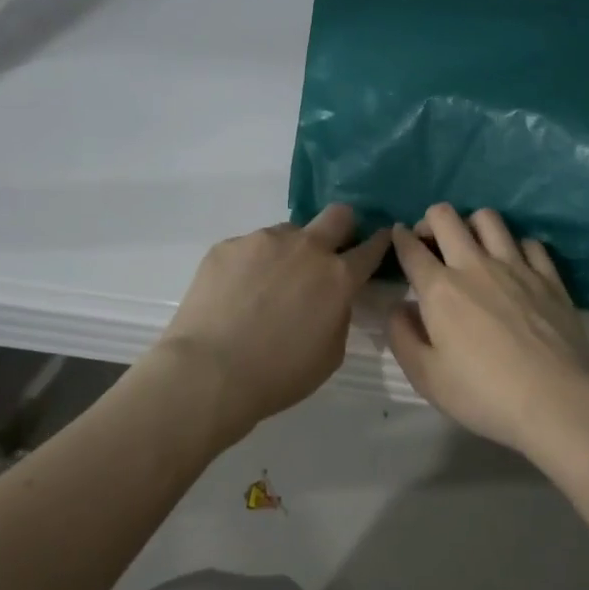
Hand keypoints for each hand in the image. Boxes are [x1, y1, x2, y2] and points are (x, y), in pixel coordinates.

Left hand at [157, 204, 390, 439]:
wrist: (209, 372)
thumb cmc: (278, 374)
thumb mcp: (330, 354)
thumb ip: (339, 315)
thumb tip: (332, 298)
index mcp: (338, 277)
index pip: (371, 247)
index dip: (379, 243)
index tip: (379, 242)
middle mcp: (306, 248)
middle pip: (338, 215)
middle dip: (342, 227)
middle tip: (328, 253)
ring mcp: (263, 241)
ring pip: (288, 232)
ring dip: (289, 252)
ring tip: (267, 287)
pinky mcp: (227, 245)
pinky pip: (250, 247)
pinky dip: (251, 265)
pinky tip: (236, 294)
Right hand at [387, 204, 588, 458]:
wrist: (555, 400)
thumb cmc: (483, 393)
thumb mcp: (426, 377)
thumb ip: (402, 337)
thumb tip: (399, 307)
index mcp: (440, 289)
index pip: (411, 248)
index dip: (399, 238)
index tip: (398, 237)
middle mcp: (475, 265)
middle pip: (446, 217)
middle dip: (430, 221)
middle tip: (430, 242)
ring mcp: (516, 266)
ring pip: (488, 219)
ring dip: (471, 225)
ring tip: (470, 246)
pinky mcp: (549, 277)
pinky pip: (529, 242)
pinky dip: (515, 246)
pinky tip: (514, 265)